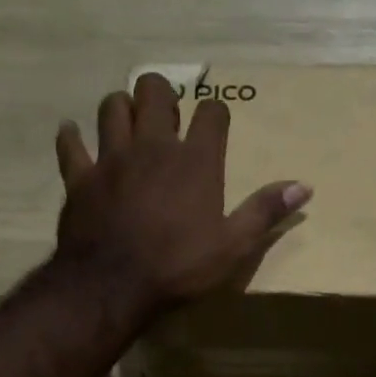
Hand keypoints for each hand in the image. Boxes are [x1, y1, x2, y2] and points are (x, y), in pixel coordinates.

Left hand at [53, 73, 311, 324]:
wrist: (114, 285)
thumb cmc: (179, 267)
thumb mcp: (233, 246)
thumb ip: (264, 212)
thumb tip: (303, 186)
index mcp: (195, 161)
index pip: (211, 113)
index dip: (215, 113)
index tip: (215, 124)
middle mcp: (153, 146)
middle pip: (154, 91)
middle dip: (162, 94)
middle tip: (165, 116)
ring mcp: (112, 158)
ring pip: (112, 107)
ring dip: (121, 107)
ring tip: (127, 122)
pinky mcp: (80, 178)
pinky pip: (71, 145)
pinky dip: (72, 138)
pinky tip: (74, 136)